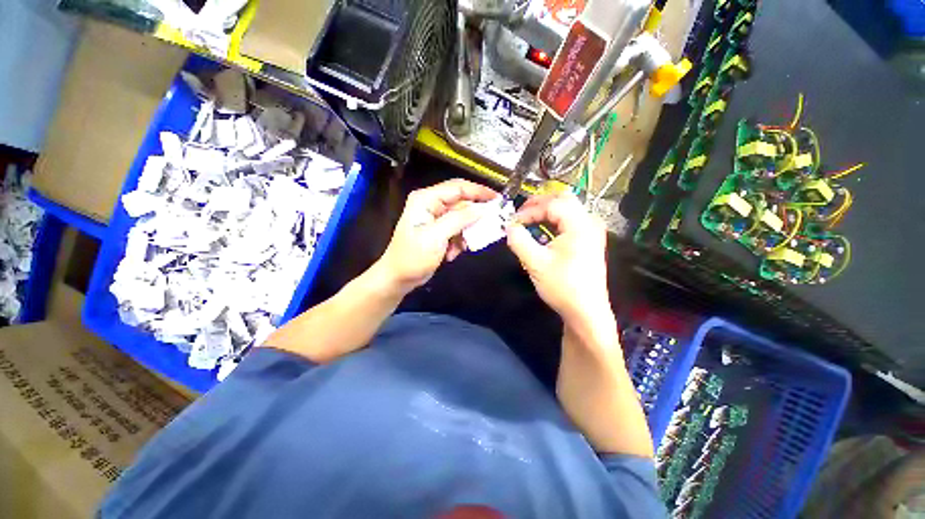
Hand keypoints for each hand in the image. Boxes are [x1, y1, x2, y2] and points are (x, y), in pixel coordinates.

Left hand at [375, 179, 497, 292]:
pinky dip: (459, 241)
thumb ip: (459, 220)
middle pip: (462, 203)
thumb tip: (481, 209)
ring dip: (466, 233)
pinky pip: (458, 231)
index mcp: (426, 199)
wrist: (399, 278)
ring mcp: (436, 218)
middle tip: (491, 226)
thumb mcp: (436, 237)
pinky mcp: (440, 231)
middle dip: (475, 217)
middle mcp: (432, 204)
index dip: (479, 191)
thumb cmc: (413, 256)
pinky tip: (452, 253)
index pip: (458, 187)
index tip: (498, 200)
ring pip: (462, 219)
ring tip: (464, 246)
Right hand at [506, 193, 611, 327]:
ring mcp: (592, 231)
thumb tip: (508, 226)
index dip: (529, 210)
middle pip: (563, 200)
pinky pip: (570, 222)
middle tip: (520, 214)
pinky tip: (542, 232)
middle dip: (539, 204)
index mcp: (580, 225)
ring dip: (546, 212)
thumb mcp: (535, 263)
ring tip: (528, 221)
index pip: (552, 205)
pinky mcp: (589, 241)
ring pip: (567, 209)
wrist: (585, 312)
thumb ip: (519, 240)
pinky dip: (553, 222)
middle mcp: (589, 222)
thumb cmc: (562, 286)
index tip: (513, 222)